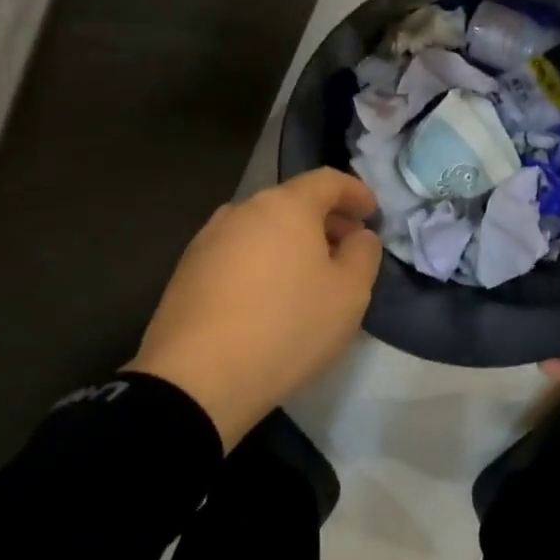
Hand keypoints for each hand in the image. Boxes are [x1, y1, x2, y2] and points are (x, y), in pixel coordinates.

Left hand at [129, 168, 382, 449]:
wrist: (197, 378)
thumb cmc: (287, 326)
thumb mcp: (349, 294)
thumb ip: (364, 254)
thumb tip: (359, 236)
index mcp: (285, 206)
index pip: (327, 181)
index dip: (355, 192)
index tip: (372, 212)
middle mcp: (242, 210)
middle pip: (292, 202)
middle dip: (324, 220)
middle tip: (346, 248)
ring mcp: (208, 239)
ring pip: (262, 228)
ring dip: (290, 242)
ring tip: (308, 276)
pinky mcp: (187, 271)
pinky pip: (237, 253)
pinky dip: (262, 262)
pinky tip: (268, 296)